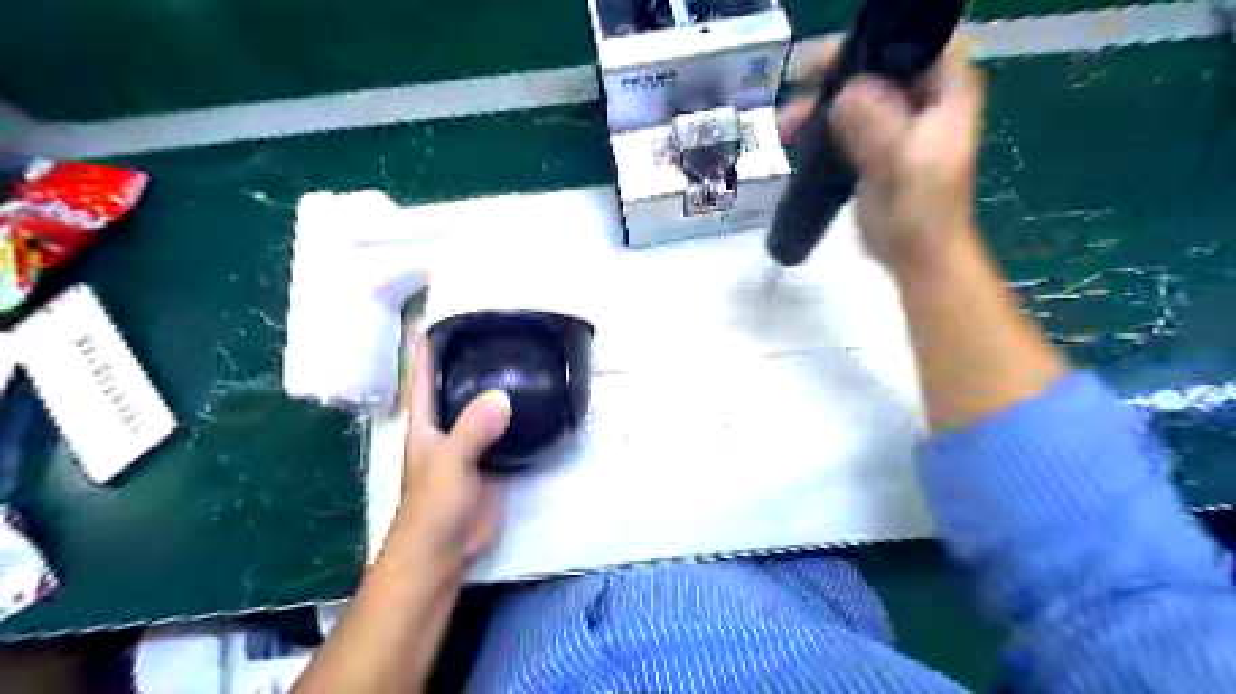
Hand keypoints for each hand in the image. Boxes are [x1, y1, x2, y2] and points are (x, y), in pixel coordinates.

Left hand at [390, 331, 517, 573]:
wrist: (445, 551)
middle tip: (495, 327)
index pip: (422, 373)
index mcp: (425, 421)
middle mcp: (446, 425)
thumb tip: (502, 395)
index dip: (425, 343)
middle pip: (455, 383)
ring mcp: (470, 443)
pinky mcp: (492, 459)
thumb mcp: (449, 463)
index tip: (438, 312)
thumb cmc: (434, 507)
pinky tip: (534, 400)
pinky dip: (515, 413)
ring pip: (482, 405)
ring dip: (495, 384)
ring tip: (519, 355)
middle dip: (468, 357)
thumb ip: (472, 430)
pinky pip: (504, 428)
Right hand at [780, 35, 987, 271]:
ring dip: (817, 104)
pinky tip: (794, 138)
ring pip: (853, 96)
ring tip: (784, 126)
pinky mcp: (873, 148)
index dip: (873, 40)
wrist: (916, 256)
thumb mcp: (905, 164)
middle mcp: (921, 99)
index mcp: (944, 91)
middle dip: (832, 74)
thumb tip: (845, 93)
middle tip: (794, 87)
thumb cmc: (922, 212)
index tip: (827, 58)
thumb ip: (879, 125)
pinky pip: (842, 125)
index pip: (913, 40)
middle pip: (874, 66)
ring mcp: (895, 124)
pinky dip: (818, 127)